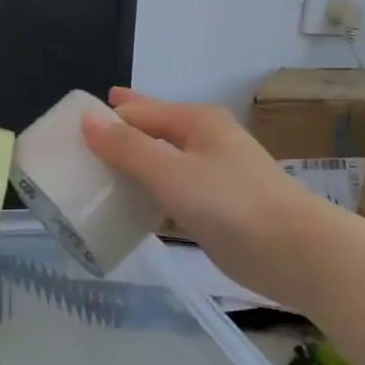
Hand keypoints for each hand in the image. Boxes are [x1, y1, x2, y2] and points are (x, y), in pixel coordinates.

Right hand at [81, 87, 311, 292]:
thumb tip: (87, 119)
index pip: (138, 112)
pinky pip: (171, 190)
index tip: (70, 127)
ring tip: (95, 171)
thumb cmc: (231, 203)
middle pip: (152, 131)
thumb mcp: (172, 172)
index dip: (106, 117)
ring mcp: (212, 175)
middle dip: (120, 131)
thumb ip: (128, 148)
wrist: (294, 252)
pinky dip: (149, 192)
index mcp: (196, 122)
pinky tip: (129, 203)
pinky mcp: (214, 208)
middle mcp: (204, 141)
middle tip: (80, 135)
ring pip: (161, 162)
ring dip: (133, 164)